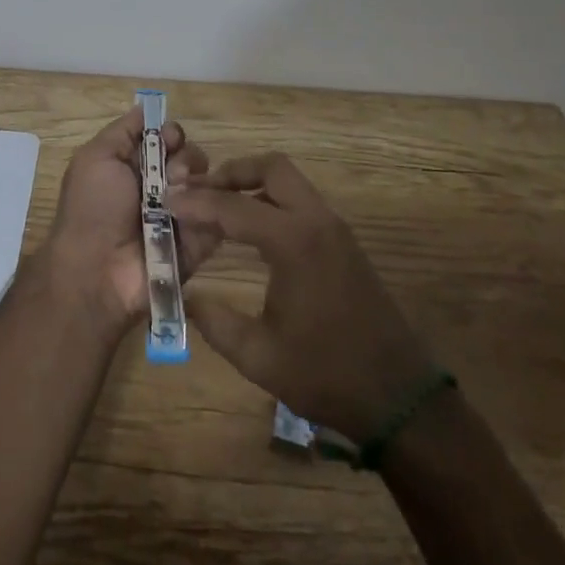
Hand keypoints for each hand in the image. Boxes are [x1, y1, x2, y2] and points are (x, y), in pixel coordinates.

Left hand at [43, 108, 213, 325]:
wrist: (97, 272)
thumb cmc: (92, 208)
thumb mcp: (96, 158)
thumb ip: (123, 131)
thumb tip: (147, 108)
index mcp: (135, 167)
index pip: (168, 138)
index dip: (172, 134)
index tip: (169, 139)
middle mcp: (160, 189)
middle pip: (191, 157)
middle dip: (185, 159)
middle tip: (171, 176)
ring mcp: (182, 215)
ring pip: (208, 183)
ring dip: (196, 184)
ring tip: (178, 200)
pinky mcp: (200, 242)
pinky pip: (219, 215)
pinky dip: (212, 208)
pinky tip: (197, 212)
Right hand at [171, 154, 434, 442]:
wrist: (398, 396)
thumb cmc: (326, 375)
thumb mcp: (259, 355)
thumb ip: (214, 321)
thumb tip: (183, 295)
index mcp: (294, 242)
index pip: (234, 207)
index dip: (196, 203)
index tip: (166, 202)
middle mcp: (316, 221)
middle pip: (270, 168)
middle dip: (231, 173)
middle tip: (198, 193)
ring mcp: (335, 228)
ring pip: (289, 180)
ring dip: (252, 184)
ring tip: (218, 207)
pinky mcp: (343, 240)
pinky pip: (301, 201)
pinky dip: (272, 200)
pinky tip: (250, 229)